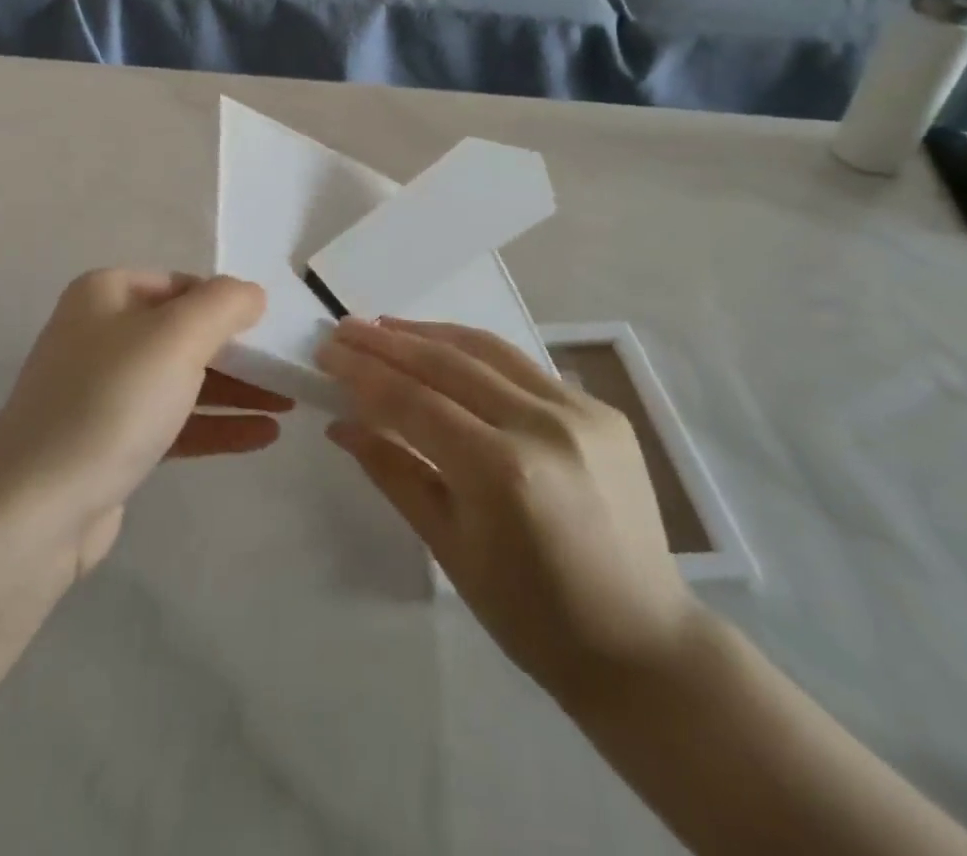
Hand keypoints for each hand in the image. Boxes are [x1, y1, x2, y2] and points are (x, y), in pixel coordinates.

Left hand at [0, 270, 272, 571]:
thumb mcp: (178, 336)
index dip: (229, 303)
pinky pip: (173, 421)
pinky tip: (261, 436)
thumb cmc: (111, 402)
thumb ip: (225, 303)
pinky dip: (215, 424)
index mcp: (106, 294)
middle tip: (288, 370)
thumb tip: (252, 295)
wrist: (35, 509)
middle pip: (185, 333)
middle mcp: (101, 334)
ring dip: (236, 390)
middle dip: (240, 352)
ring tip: (288, 405)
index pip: (183, 285)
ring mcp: (102, 390)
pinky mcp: (110, 441)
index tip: (272, 329)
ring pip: (183, 379)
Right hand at [317, 318, 701, 699]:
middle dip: (388, 342)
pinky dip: (476, 351)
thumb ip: (394, 472)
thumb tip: (340, 423)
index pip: (413, 402)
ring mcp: (579, 410)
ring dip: (430, 333)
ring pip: (487, 349)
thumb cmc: (531, 616)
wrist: (640, 641)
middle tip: (344, 327)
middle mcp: (542, 425)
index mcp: (501, 472)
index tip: (325, 351)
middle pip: (447, 363)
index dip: (363, 372)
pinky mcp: (600, 407)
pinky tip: (447, 349)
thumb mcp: (449, 549)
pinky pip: (523, 366)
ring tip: (386, 325)